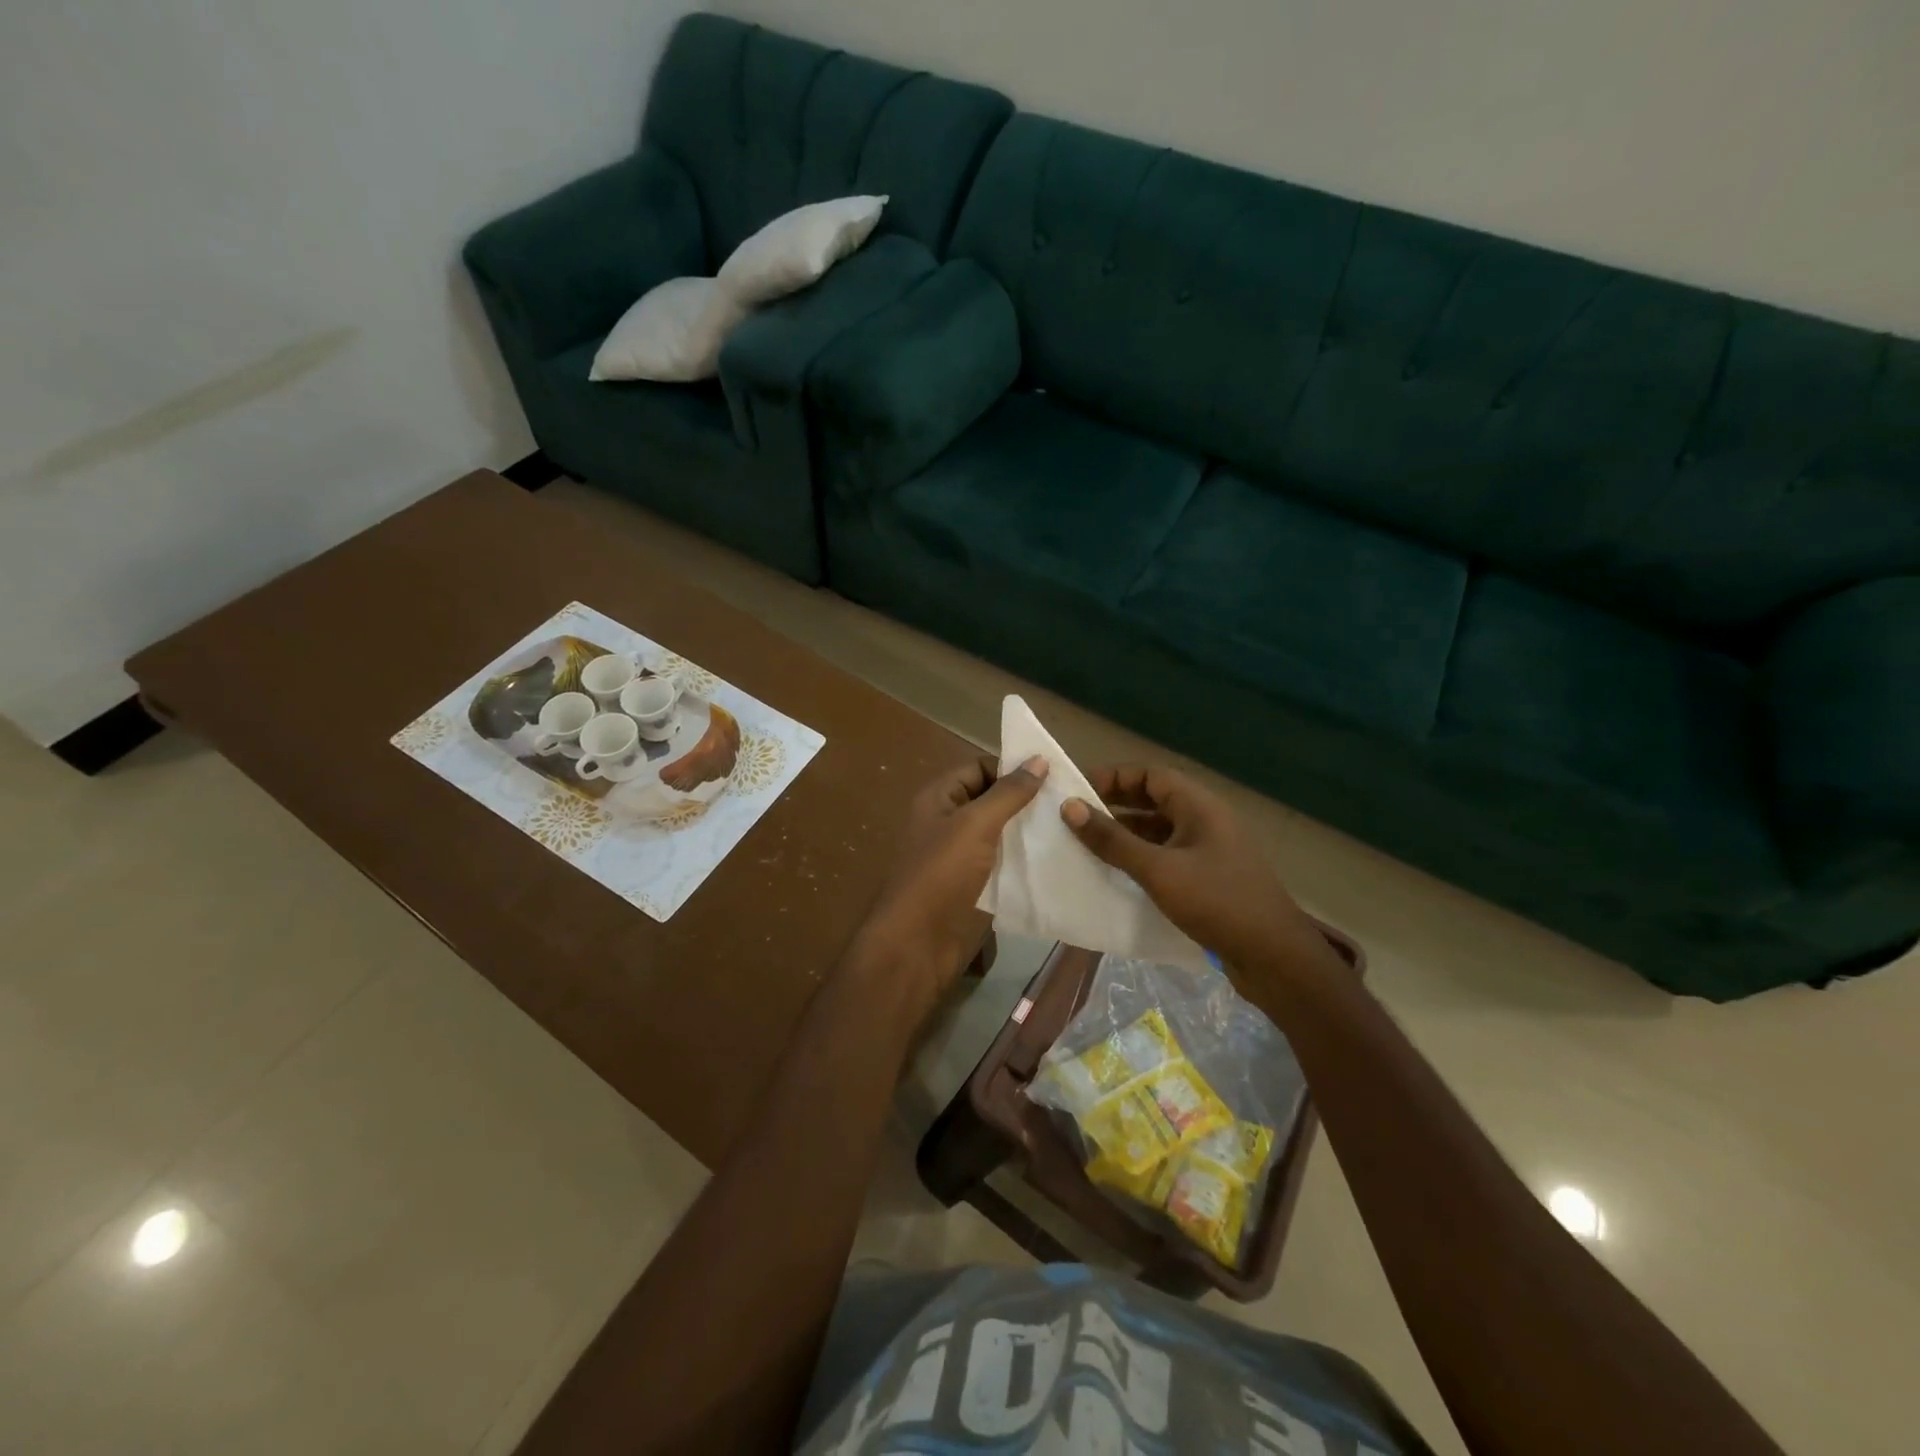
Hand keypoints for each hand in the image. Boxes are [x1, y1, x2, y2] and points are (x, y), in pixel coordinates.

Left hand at [852, 754, 1047, 1013]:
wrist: (917, 945)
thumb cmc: (940, 875)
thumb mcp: (975, 825)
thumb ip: (1008, 793)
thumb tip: (1038, 759)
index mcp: (939, 799)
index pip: (978, 768)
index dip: (1011, 768)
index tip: (1054, 774)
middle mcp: (948, 822)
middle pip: (991, 801)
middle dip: (1026, 801)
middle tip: (1071, 801)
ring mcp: (961, 857)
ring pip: (1001, 834)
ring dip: (1030, 831)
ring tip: (1073, 827)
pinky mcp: (975, 886)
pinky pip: (1004, 864)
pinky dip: (1026, 860)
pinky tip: (1059, 858)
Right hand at [1060, 764, 1312, 970]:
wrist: (1274, 957)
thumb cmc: (1216, 903)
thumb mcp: (1158, 870)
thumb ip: (1113, 839)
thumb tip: (1070, 806)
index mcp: (1199, 806)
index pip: (1150, 775)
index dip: (1114, 777)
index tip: (1077, 790)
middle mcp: (1206, 820)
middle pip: (1155, 799)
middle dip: (1115, 804)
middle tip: (1076, 817)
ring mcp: (1210, 850)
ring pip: (1160, 829)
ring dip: (1126, 833)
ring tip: (1088, 844)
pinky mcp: (1209, 878)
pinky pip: (1168, 855)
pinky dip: (1142, 857)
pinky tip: (1118, 873)